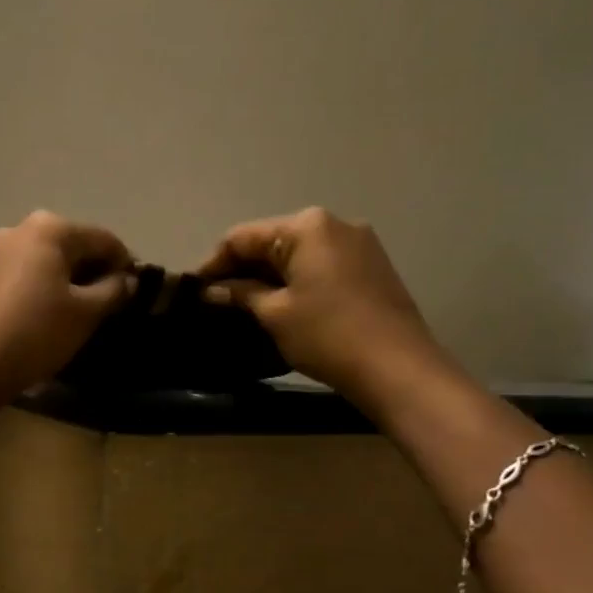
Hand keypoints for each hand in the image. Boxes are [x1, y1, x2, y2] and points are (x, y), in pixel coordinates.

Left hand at [0, 211, 134, 406]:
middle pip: (76, 246)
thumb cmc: (39, 331)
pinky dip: (51, 286)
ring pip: (53, 260)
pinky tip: (59, 312)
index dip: (126, 265)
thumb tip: (128, 280)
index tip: (139, 292)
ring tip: (88, 311)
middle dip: (98, 271)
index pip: (104, 240)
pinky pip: (33, 272)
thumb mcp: (87, 311)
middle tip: (115, 304)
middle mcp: (23, 228)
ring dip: (74, 280)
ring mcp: (1, 250)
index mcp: (51, 228)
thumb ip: (115, 289)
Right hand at [196, 207, 443, 405]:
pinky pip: (320, 265)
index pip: (242, 237)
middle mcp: (334, 224)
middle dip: (242, 269)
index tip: (194, 289)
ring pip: (297, 254)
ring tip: (244, 305)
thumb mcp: (274, 313)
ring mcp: (358, 244)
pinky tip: (281, 305)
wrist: (398, 368)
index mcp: (306, 226)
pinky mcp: (371, 266)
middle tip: (216, 300)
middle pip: (271, 241)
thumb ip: (240, 293)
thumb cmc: (327, 335)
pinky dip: (296, 280)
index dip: (214, 263)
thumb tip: (211, 290)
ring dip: (269, 276)